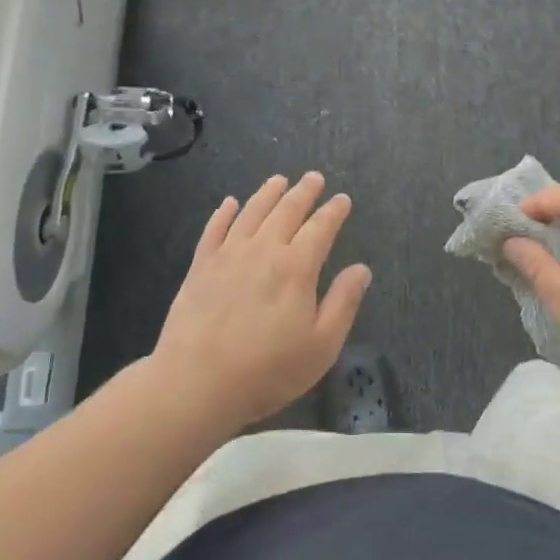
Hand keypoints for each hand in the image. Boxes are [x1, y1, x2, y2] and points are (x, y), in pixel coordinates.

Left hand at [151, 173, 372, 431]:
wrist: (197, 381)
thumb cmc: (267, 370)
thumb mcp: (321, 346)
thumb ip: (343, 303)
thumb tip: (362, 269)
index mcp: (297, 267)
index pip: (321, 228)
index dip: (334, 211)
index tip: (342, 199)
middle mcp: (264, 249)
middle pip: (287, 210)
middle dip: (304, 191)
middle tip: (314, 177)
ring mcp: (229, 254)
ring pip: (252, 212)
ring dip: (268, 193)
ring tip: (279, 180)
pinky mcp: (201, 265)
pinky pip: (215, 229)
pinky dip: (224, 212)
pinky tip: (229, 203)